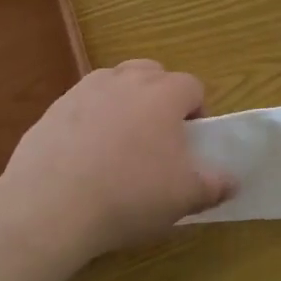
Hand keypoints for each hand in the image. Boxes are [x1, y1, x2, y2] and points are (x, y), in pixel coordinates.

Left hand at [0, 61, 235, 256]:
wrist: (49, 207)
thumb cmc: (129, 195)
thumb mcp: (183, 197)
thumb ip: (213, 186)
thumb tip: (232, 182)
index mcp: (164, 94)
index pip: (193, 86)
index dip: (197, 111)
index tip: (190, 142)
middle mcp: (126, 80)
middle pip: (153, 73)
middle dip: (160, 96)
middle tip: (157, 137)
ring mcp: (85, 91)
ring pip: (115, 82)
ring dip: (124, 102)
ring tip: (120, 143)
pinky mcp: (52, 109)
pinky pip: (81, 105)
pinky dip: (89, 120)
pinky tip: (84, 157)